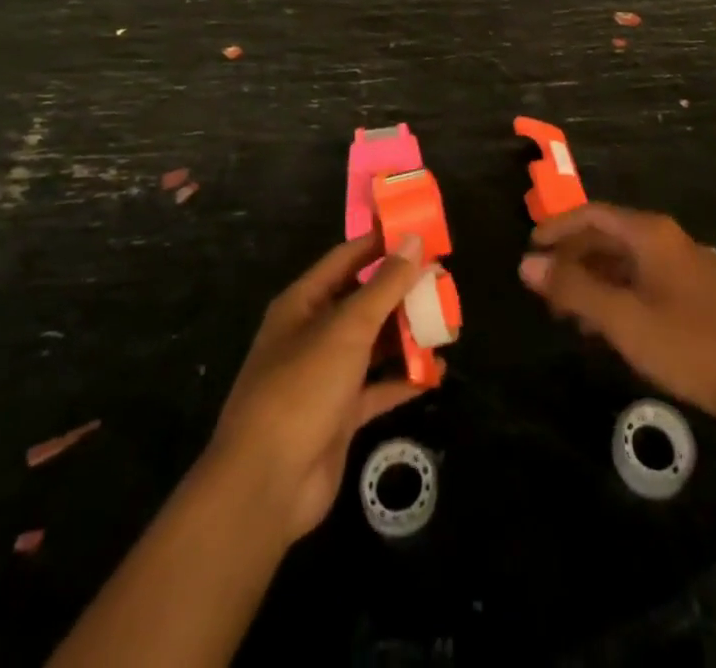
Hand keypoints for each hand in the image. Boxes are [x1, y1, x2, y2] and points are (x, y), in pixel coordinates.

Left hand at [208, 232, 427, 543]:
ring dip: (407, 335)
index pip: (347, 258)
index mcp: (304, 303)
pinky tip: (436, 372)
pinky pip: (378, 387)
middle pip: (364, 301)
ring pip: (374, 344)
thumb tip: (414, 240)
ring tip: (448, 324)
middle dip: (402, 292)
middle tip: (444, 281)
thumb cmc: (302, 387)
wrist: (267, 484)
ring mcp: (326, 376)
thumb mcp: (348, 327)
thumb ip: (385, 284)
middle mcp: (313, 333)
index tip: (420, 231)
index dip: (381, 242)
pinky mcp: (340, 414)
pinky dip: (404, 379)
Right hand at [520, 204, 715, 431]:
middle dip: (572, 260)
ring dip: (591, 281)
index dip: (557, 229)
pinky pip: (640, 280)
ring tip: (566, 314)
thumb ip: (573, 289)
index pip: (591, 214)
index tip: (529, 251)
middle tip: (543, 290)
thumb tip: (526, 264)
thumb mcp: (621, 318)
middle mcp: (665, 239)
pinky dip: (614, 294)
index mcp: (649, 233)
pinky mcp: (690, 292)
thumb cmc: (686, 345)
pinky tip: (602, 326)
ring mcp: (680, 265)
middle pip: (606, 236)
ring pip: (622, 261)